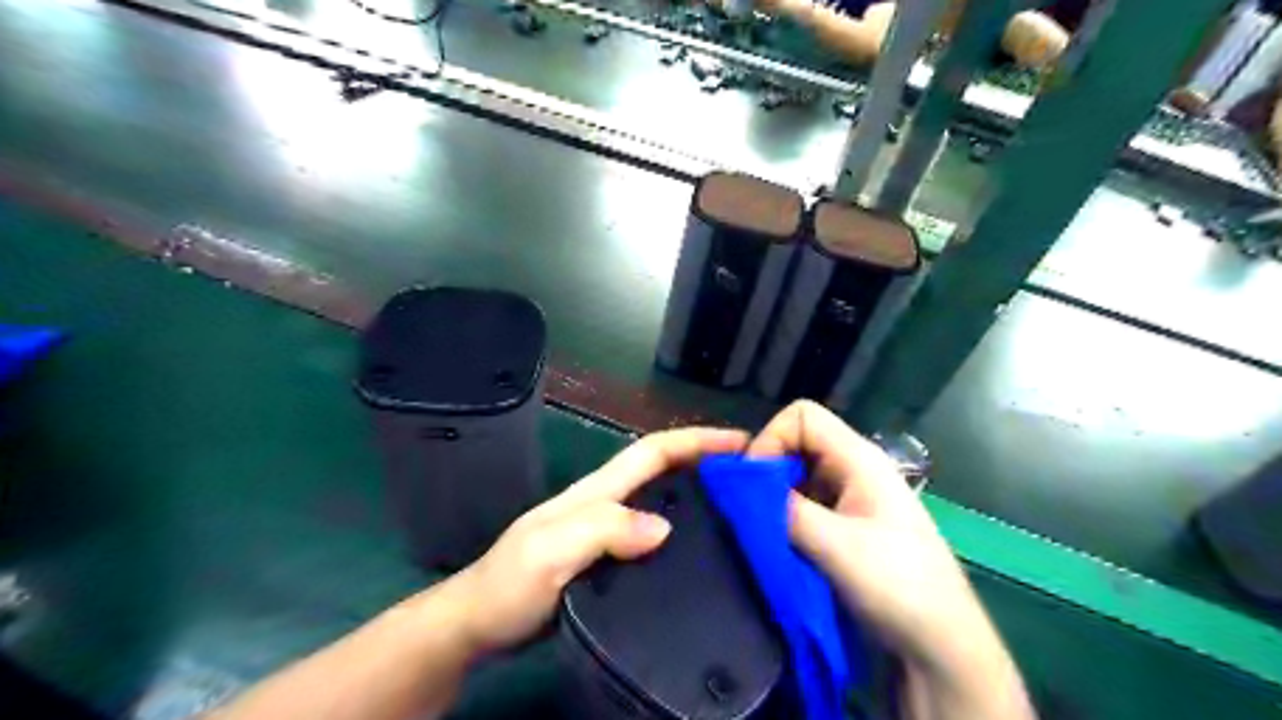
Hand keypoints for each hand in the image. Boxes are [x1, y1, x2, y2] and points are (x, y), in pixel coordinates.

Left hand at [447, 426, 748, 656]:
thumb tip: (665, 527)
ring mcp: (607, 535)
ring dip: (700, 499)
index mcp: (597, 492)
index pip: (652, 452)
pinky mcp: (609, 565)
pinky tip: (704, 557)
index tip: (740, 442)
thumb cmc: (509, 584)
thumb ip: (602, 531)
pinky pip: (655, 541)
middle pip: (663, 472)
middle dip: (706, 462)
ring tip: (743, 514)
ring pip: (662, 505)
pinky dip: (684, 537)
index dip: (695, 440)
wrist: (478, 625)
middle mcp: (607, 505)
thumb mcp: (550, 550)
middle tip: (753, 479)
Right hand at [747, 400, 994, 669]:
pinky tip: (782, 541)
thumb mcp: (835, 546)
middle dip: (769, 469)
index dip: (771, 438)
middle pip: (799, 441)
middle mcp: (855, 467)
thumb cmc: (898, 586)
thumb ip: (785, 510)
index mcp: (859, 458)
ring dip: (776, 495)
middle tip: (752, 508)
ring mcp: (854, 495)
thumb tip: (740, 488)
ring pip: (800, 473)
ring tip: (765, 528)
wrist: (943, 644)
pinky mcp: (849, 521)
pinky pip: (807, 501)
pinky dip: (787, 514)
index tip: (753, 483)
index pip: (802, 416)